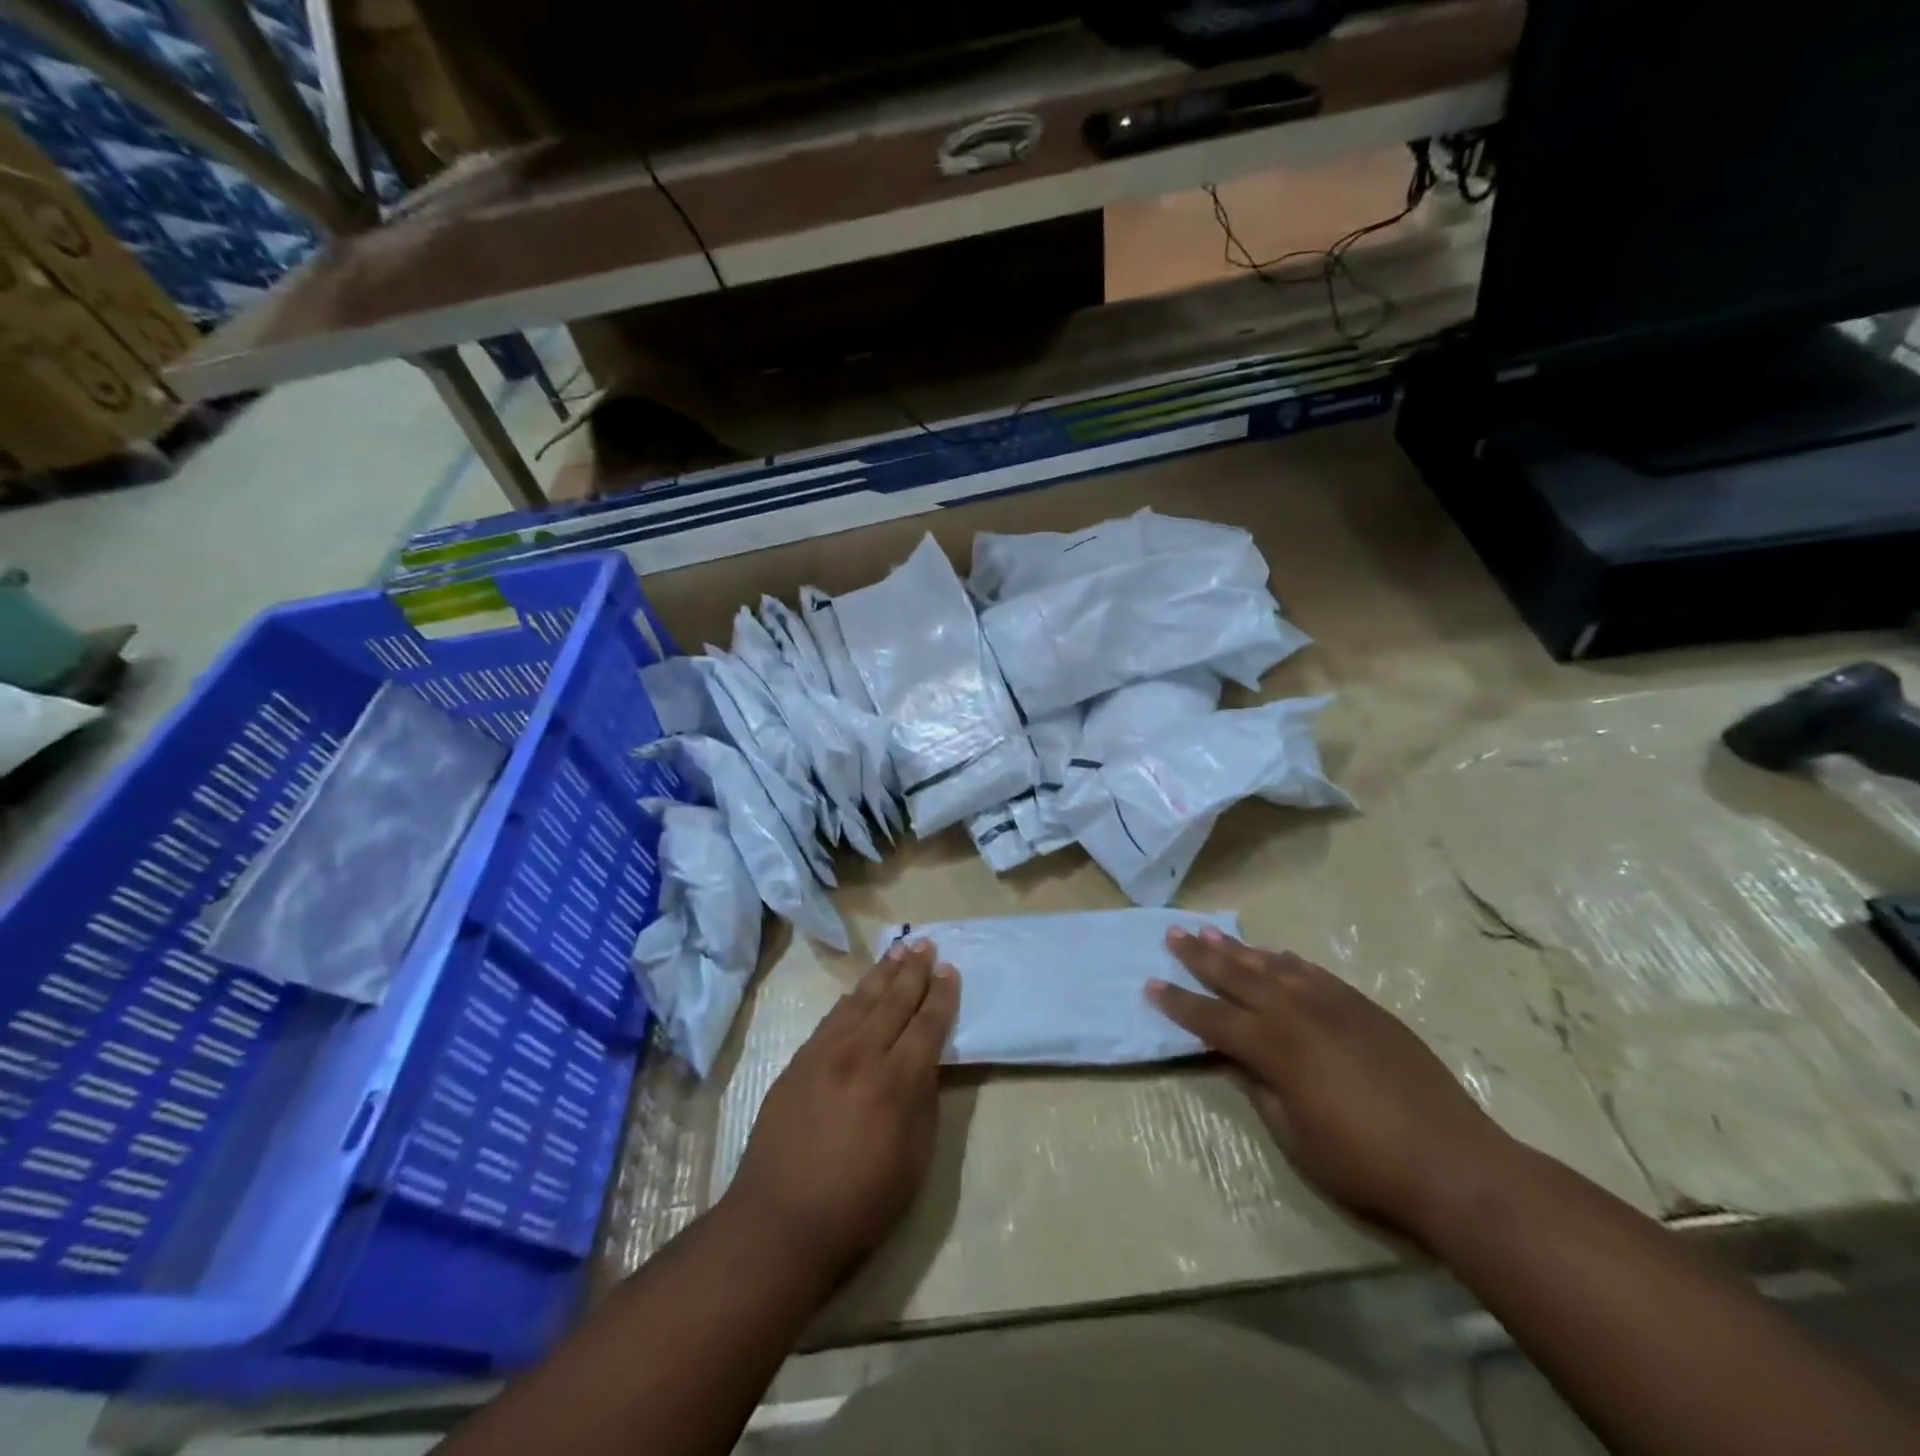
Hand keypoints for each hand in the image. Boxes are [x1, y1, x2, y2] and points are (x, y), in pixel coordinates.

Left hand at [722, 940, 959, 1285]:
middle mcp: (861, 1055)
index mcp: (896, 1081)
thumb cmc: (860, 1204)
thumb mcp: (914, 1160)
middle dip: (913, 971)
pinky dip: (850, 999)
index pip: (926, 1025)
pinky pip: (831, 1019)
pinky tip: (858, 990)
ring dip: (882, 974)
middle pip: (893, 1001)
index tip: (950, 970)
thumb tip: (924, 1062)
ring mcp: (824, 1055)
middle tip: (926, 943)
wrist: (779, 1224)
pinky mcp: (798, 1063)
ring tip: (898, 951)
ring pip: (860, 1001)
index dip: (941, 996)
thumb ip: (922, 1101)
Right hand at [1148, 927, 1516, 1245]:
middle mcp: (1295, 1012)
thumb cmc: (1363, 1162)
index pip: (1210, 1017)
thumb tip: (1234, 1057)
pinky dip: (1288, 961)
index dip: (1178, 1003)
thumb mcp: (1294, 1136)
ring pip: (1272, 965)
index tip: (1150, 985)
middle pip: (1236, 976)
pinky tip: (1274, 954)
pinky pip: (1313, 972)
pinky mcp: (1363, 1007)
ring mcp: (1332, 1004)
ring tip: (1210, 930)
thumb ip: (1258, 1088)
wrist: (1453, 1162)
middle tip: (1172, 934)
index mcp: (1272, 1047)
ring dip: (1238, 948)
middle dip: (1200, 956)